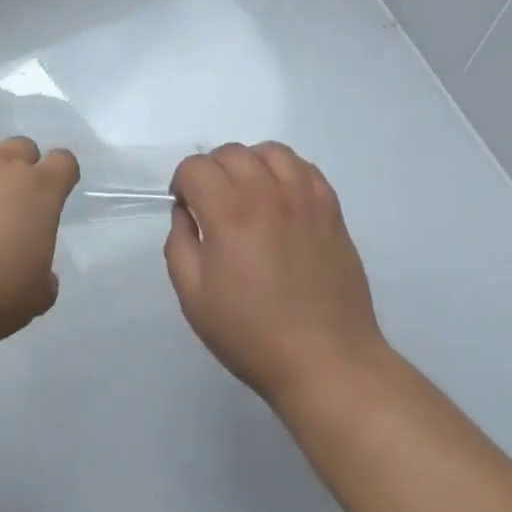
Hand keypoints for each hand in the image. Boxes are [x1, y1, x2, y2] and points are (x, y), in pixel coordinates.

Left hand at [0, 134, 79, 345]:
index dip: (60, 174)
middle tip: (7, 199)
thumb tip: (42, 278)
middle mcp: (3, 164)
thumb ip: (43, 279)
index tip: (53, 193)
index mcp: (41, 190)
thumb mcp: (34, 298)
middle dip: (19, 166)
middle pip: (21, 146)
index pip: (63, 162)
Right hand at [164, 142, 386, 408]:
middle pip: (230, 152)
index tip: (186, 208)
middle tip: (212, 206)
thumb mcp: (194, 297)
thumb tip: (186, 212)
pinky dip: (285, 171)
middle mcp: (267, 192)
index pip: (195, 167)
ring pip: (269, 150)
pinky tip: (281, 198)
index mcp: (229, 213)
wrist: (326, 361)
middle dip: (212, 171)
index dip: (182, 183)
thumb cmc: (252, 334)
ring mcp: (304, 197)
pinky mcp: (331, 208)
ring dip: (250, 164)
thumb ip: (180, 244)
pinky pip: (304, 167)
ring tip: (248, 194)